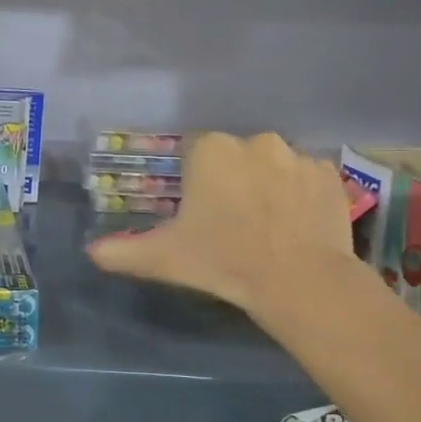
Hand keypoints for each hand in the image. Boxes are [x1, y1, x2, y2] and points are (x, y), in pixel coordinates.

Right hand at [88, 132, 360, 331]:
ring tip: (265, 225)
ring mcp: (297, 155)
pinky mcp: (330, 174)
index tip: (197, 211)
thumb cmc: (223, 260)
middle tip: (228, 221)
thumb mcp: (163, 259)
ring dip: (265, 184)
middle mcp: (253, 140)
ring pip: (270, 164)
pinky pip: (305, 177)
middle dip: (229, 179)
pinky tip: (295, 224)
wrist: (300, 281)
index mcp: (210, 150)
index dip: (193, 181)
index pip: (193, 152)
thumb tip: (90, 252)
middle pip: (233, 155)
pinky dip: (299, 193)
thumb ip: (121, 252)